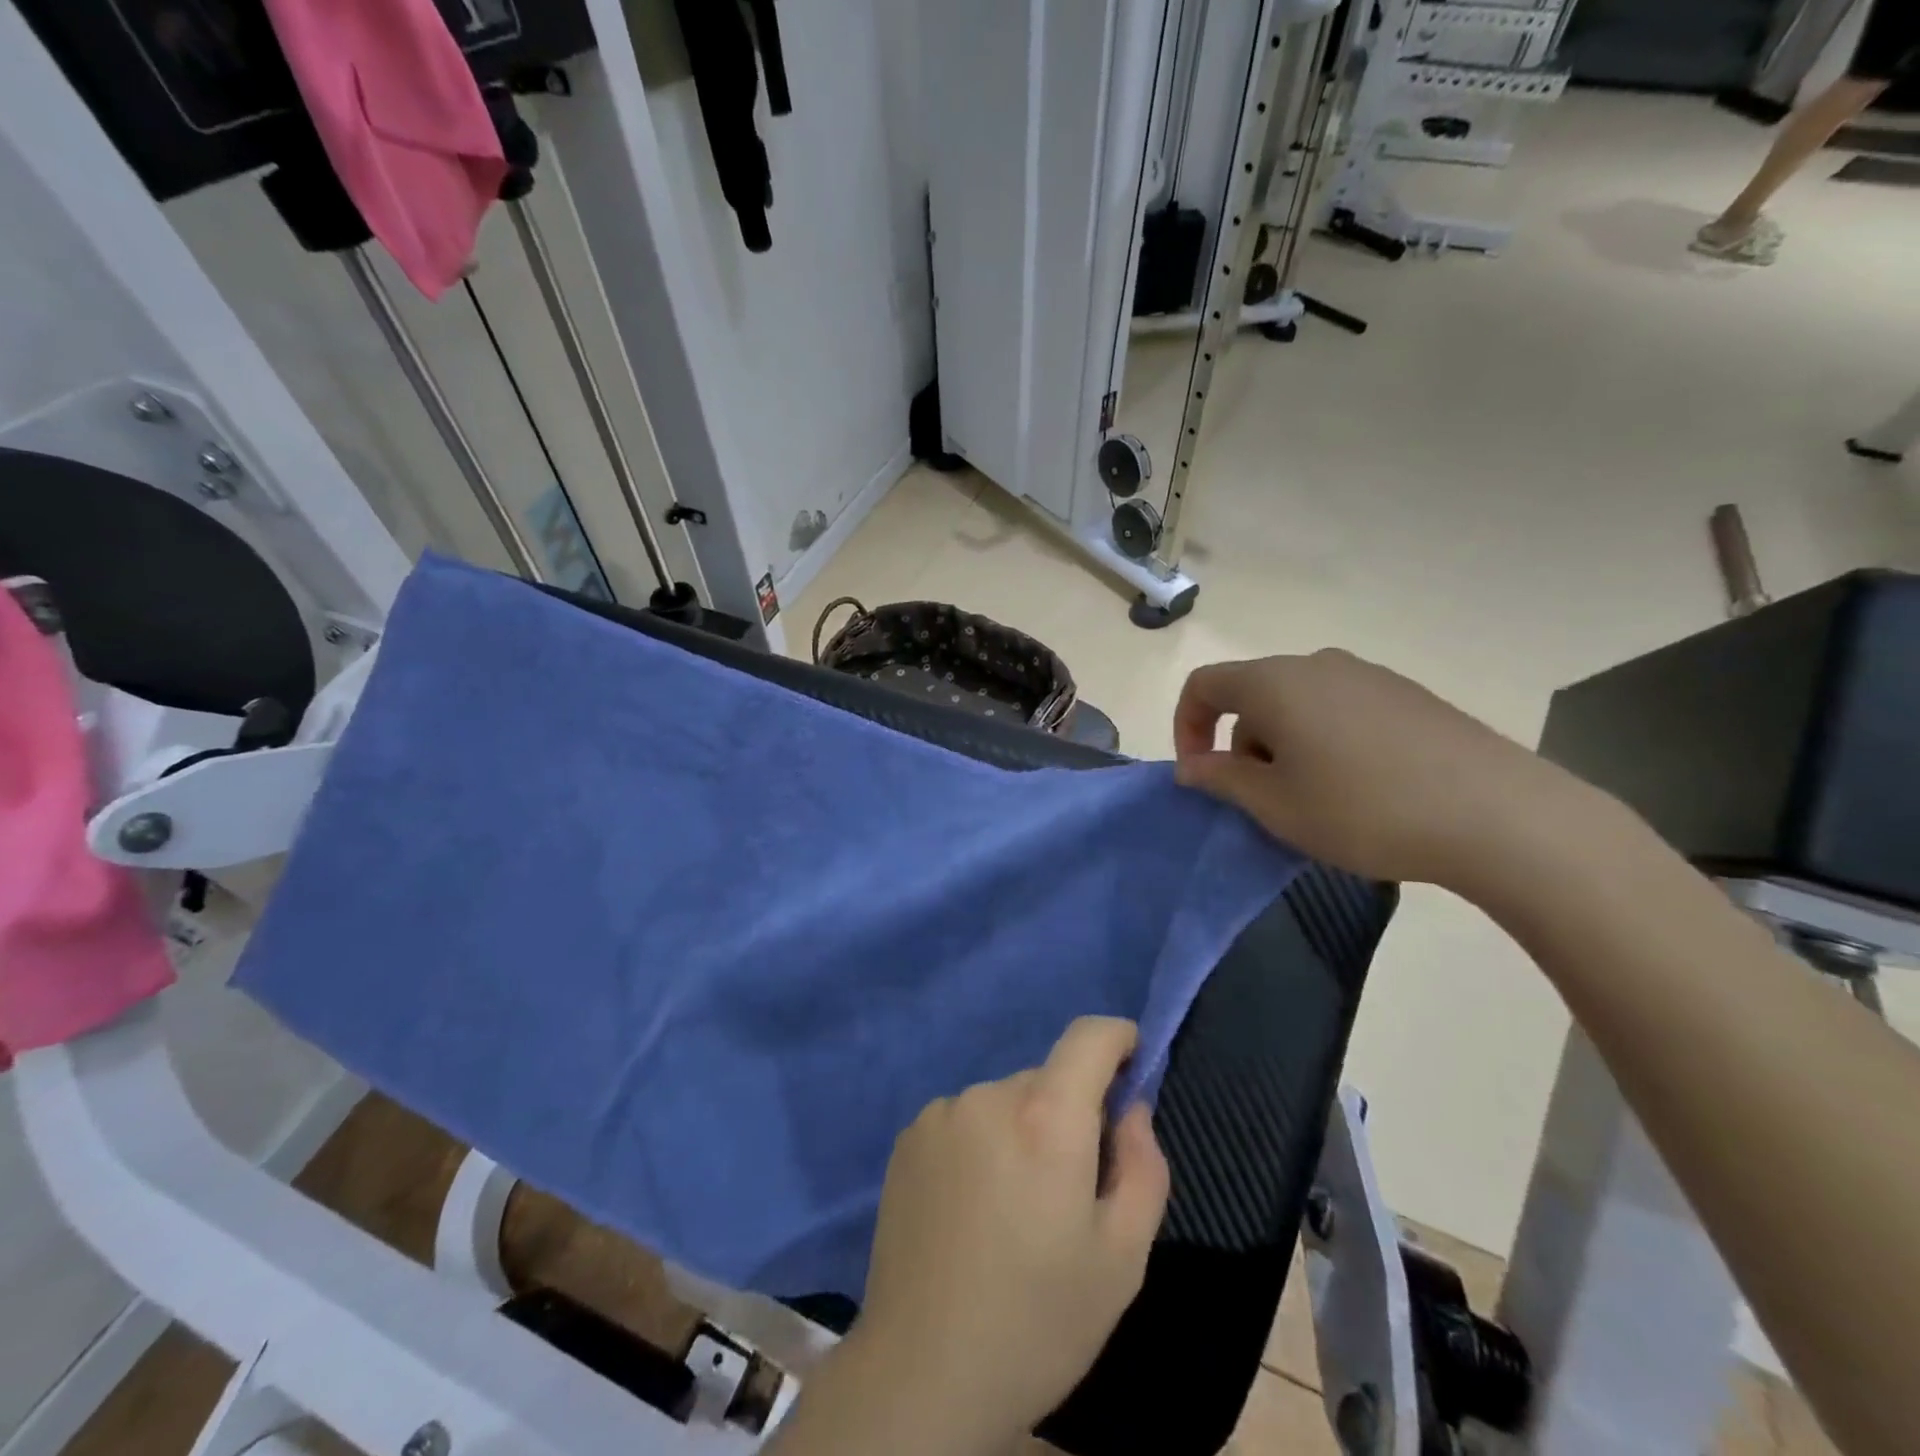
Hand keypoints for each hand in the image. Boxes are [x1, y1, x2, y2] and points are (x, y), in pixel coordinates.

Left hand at [851, 1017, 1168, 1448]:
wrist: (923, 1373)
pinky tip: (971, 1210)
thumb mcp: (1123, 1257)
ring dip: (1022, 1131)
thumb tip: (1131, 1107)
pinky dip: (982, 1144)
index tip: (1131, 1068)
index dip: (1118, 1040)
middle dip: (1070, 1113)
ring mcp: (941, 1113)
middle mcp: (989, 1095)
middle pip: (1047, 1078)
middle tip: (1069, 1188)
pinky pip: (965, 1120)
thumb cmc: (1039, 1320)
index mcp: (1047, 1118)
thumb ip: (1142, 1164)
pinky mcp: (908, 1137)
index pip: (1089, 1036)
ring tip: (1013, 1210)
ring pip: (1005, 1101)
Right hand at [1173, 650, 1581, 888]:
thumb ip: (1221, 779)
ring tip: (1315, 801)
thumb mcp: (1276, 805)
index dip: (1186, 727)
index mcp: (1275, 683)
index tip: (1200, 775)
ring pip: (1298, 705)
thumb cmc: (1362, 809)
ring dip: (1284, 747)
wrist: (1497, 815)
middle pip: (1253, 696)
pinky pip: (1341, 711)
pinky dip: (1326, 742)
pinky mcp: (1408, 695)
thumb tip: (1191, 765)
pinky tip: (1361, 789)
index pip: (1205, 685)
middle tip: (1263, 801)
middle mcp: (1318, 664)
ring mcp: (1369, 676)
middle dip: (1242, 746)